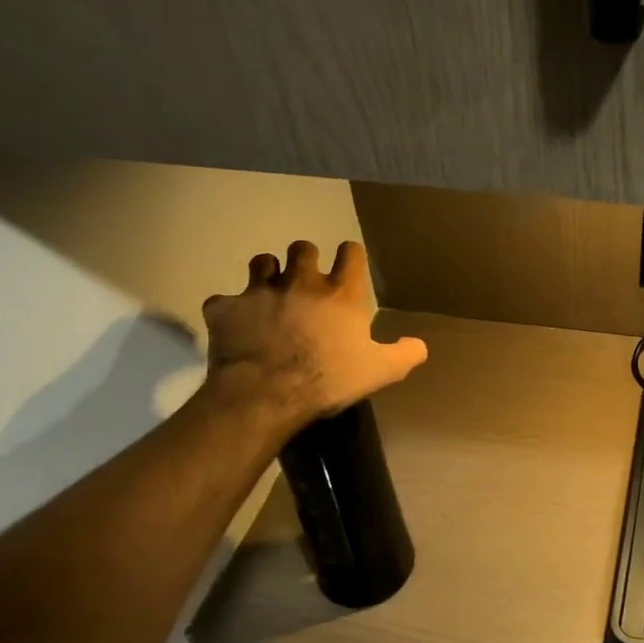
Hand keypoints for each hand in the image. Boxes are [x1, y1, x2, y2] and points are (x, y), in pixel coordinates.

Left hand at [200, 241, 427, 429]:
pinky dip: (230, 310)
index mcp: (341, 293)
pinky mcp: (226, 308)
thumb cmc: (328, 380)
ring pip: (262, 261)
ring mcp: (260, 291)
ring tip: (270, 294)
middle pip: (303, 248)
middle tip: (305, 282)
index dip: (350, 256)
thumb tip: (420, 345)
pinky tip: (235, 324)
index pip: (350, 252)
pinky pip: (224, 300)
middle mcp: (301, 281)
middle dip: (305, 259)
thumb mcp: (378, 372)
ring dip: (267, 273)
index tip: (348, 267)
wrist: (266, 394)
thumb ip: (403, 355)